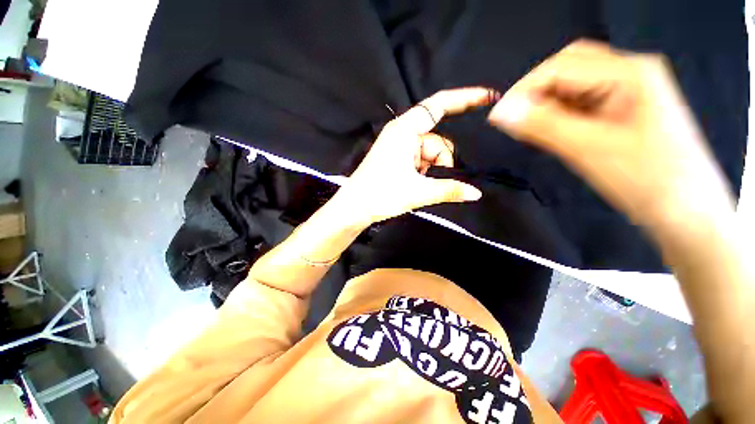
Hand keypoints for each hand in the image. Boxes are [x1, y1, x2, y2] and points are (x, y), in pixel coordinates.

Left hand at [333, 87, 493, 225]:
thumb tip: (477, 194)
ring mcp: (399, 146)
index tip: (489, 97)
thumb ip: (449, 190)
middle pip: (437, 141)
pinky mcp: (397, 158)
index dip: (465, 98)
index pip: (439, 105)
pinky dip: (424, 172)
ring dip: (431, 170)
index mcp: (405, 130)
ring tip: (419, 186)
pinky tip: (416, 185)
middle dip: (441, 162)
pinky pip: (420, 160)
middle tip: (432, 181)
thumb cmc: (381, 195)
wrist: (354, 208)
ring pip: (430, 154)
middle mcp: (403, 133)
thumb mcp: (418, 192)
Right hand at [488, 40, 733, 225]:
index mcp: (630, 73)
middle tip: (512, 119)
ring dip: (546, 103)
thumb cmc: (645, 181)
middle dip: (535, 91)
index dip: (523, 89)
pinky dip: (559, 112)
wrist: (686, 212)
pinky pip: (582, 101)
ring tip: (528, 128)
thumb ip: (542, 126)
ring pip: (573, 84)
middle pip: (569, 66)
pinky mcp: (624, 108)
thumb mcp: (588, 151)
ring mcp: (629, 89)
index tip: (496, 117)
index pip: (562, 66)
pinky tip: (550, 129)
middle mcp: (630, 72)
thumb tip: (500, 113)